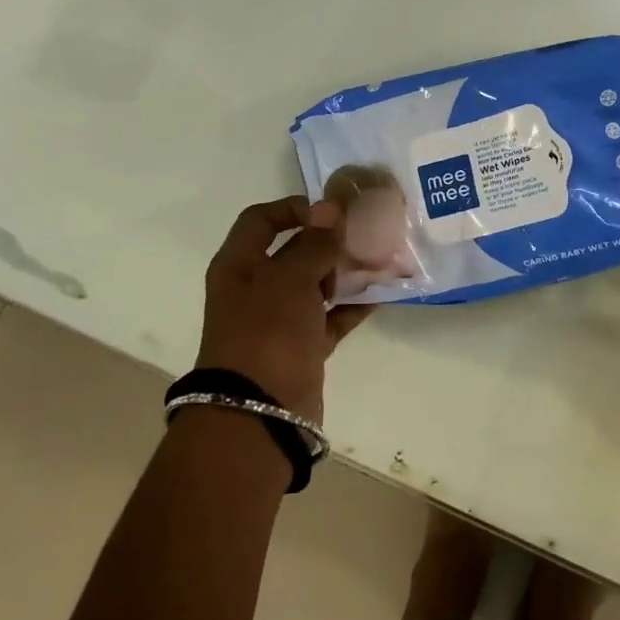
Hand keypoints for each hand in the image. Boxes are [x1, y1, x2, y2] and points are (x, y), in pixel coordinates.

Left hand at [195, 196, 373, 421]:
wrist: (258, 411)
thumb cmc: (267, 332)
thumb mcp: (290, 279)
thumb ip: (314, 244)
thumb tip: (330, 209)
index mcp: (239, 265)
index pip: (261, 220)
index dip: (293, 208)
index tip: (332, 212)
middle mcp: (256, 288)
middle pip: (293, 251)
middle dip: (329, 242)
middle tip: (365, 236)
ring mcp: (279, 319)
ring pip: (315, 285)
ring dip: (344, 273)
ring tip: (379, 261)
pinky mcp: (301, 346)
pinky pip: (330, 318)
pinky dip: (352, 306)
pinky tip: (380, 295)